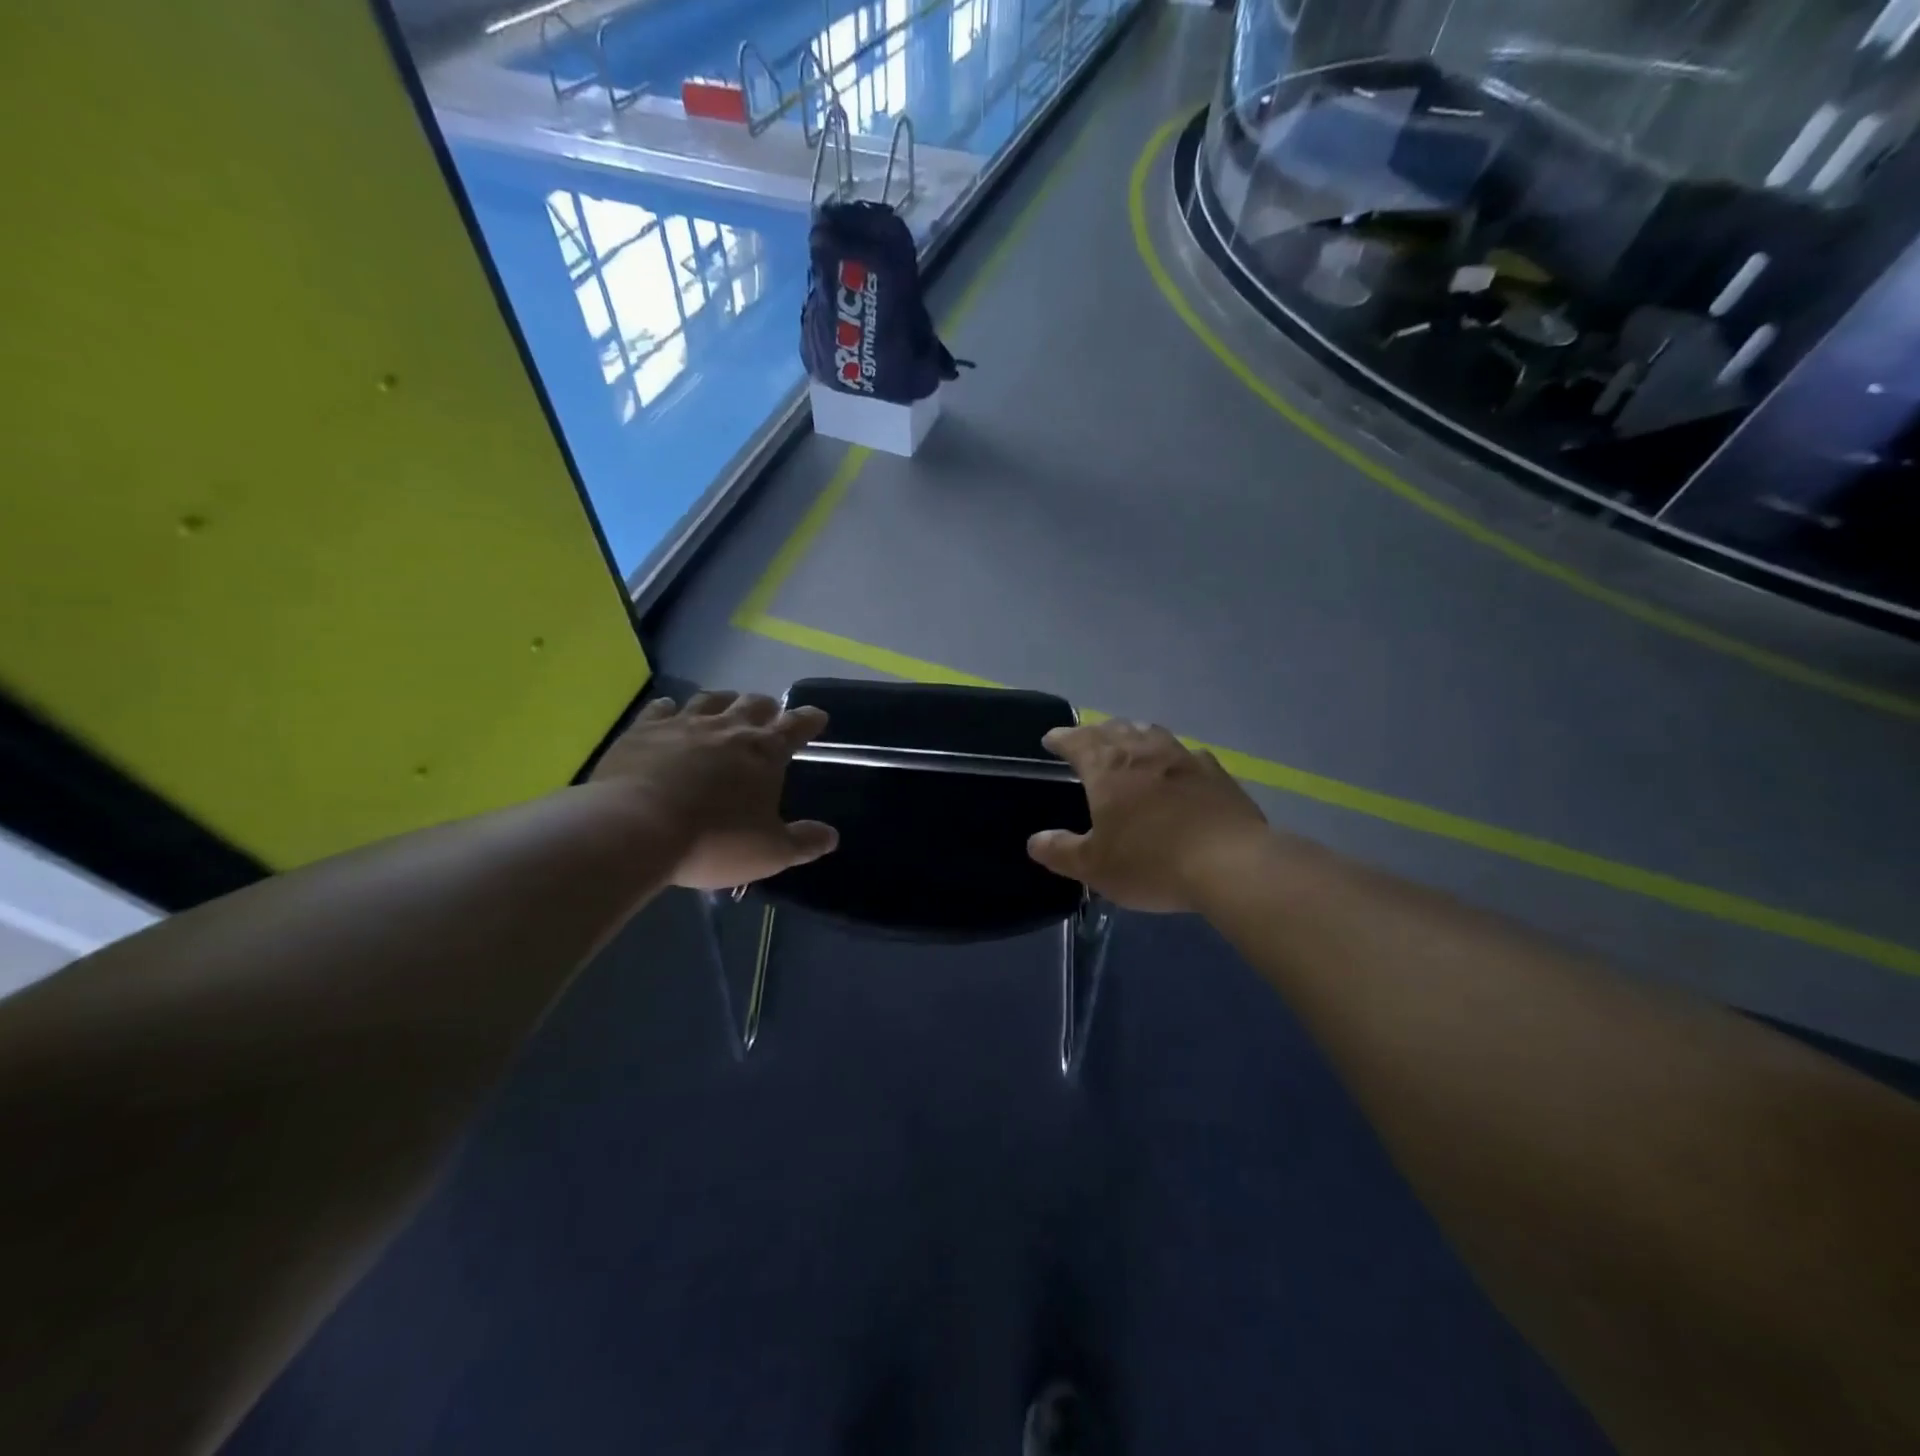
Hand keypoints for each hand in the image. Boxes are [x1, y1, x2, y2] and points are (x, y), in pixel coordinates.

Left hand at [590, 691, 837, 890]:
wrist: (635, 829)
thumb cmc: (714, 840)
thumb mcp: (770, 852)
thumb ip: (803, 842)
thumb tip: (831, 836)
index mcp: (764, 752)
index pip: (796, 726)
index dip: (809, 720)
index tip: (817, 717)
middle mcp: (727, 728)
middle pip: (753, 705)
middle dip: (766, 707)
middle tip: (770, 714)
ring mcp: (682, 725)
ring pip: (709, 700)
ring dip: (723, 701)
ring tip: (725, 706)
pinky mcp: (642, 731)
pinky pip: (660, 709)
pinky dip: (670, 708)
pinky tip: (668, 711)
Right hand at [1028, 720, 1270, 912]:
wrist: (1231, 863)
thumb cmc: (1151, 862)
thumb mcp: (1095, 866)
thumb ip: (1061, 851)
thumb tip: (1035, 841)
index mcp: (1108, 769)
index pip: (1077, 741)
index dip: (1062, 738)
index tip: (1051, 739)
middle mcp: (1143, 752)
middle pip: (1114, 729)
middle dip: (1096, 732)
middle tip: (1087, 740)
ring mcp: (1183, 758)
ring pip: (1151, 733)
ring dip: (1133, 734)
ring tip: (1128, 742)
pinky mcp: (1215, 773)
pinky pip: (1186, 753)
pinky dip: (1171, 755)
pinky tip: (1177, 766)